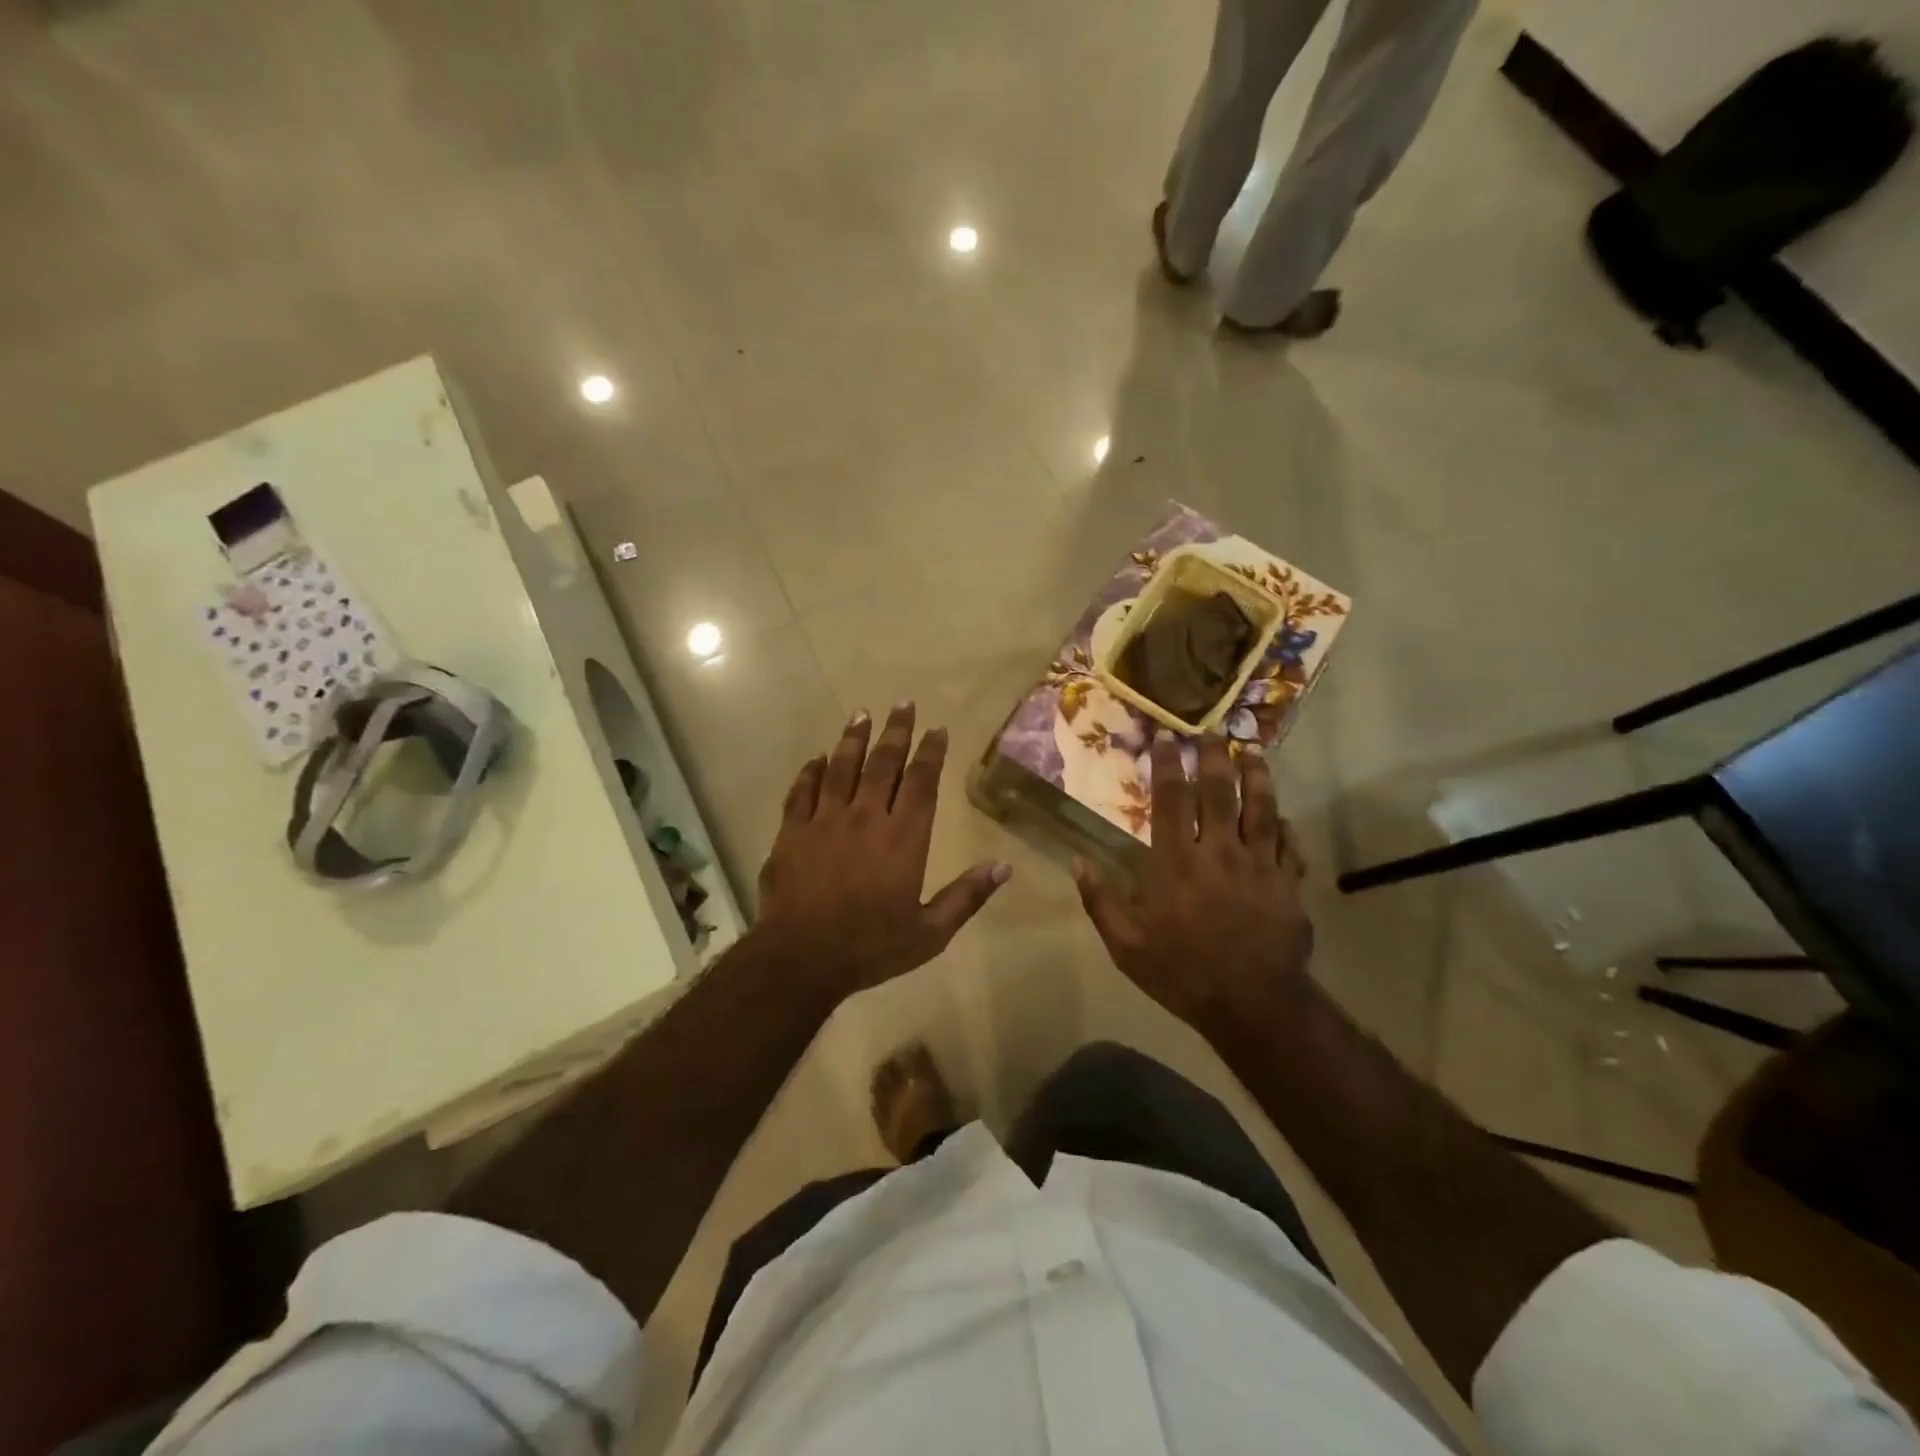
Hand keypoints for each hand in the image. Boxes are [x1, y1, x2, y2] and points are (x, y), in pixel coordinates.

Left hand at [751, 703, 1009, 1002]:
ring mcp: (825, 821)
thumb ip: (966, 896)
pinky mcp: (792, 832)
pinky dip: (810, 771)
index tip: (937, 729)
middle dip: (896, 731)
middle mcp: (866, 817)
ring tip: (862, 714)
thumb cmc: (871, 946)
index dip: (930, 752)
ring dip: (853, 739)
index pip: (921, 782)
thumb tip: (1004, 867)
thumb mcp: (930, 933)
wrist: (801, 958)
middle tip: (903, 704)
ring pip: (841, 767)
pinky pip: (801, 791)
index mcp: (903, 838)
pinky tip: (816, 758)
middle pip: (883, 763)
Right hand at [1075, 735, 1312, 1028]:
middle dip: (1213, 757)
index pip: (1171, 799)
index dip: (1167, 764)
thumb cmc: (1182, 973)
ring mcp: (1259, 865)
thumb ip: (1101, 901)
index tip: (1165, 738)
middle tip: (1212, 732)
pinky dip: (1285, 827)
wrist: (1253, 1004)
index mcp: (1177, 862)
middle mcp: (1219, 851)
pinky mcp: (1288, 884)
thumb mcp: (1126, 946)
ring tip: (1252, 754)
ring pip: (1261, 809)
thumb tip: (1078, 863)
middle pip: (1219, 792)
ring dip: (1256, 777)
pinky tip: (1282, 817)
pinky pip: (1289, 845)